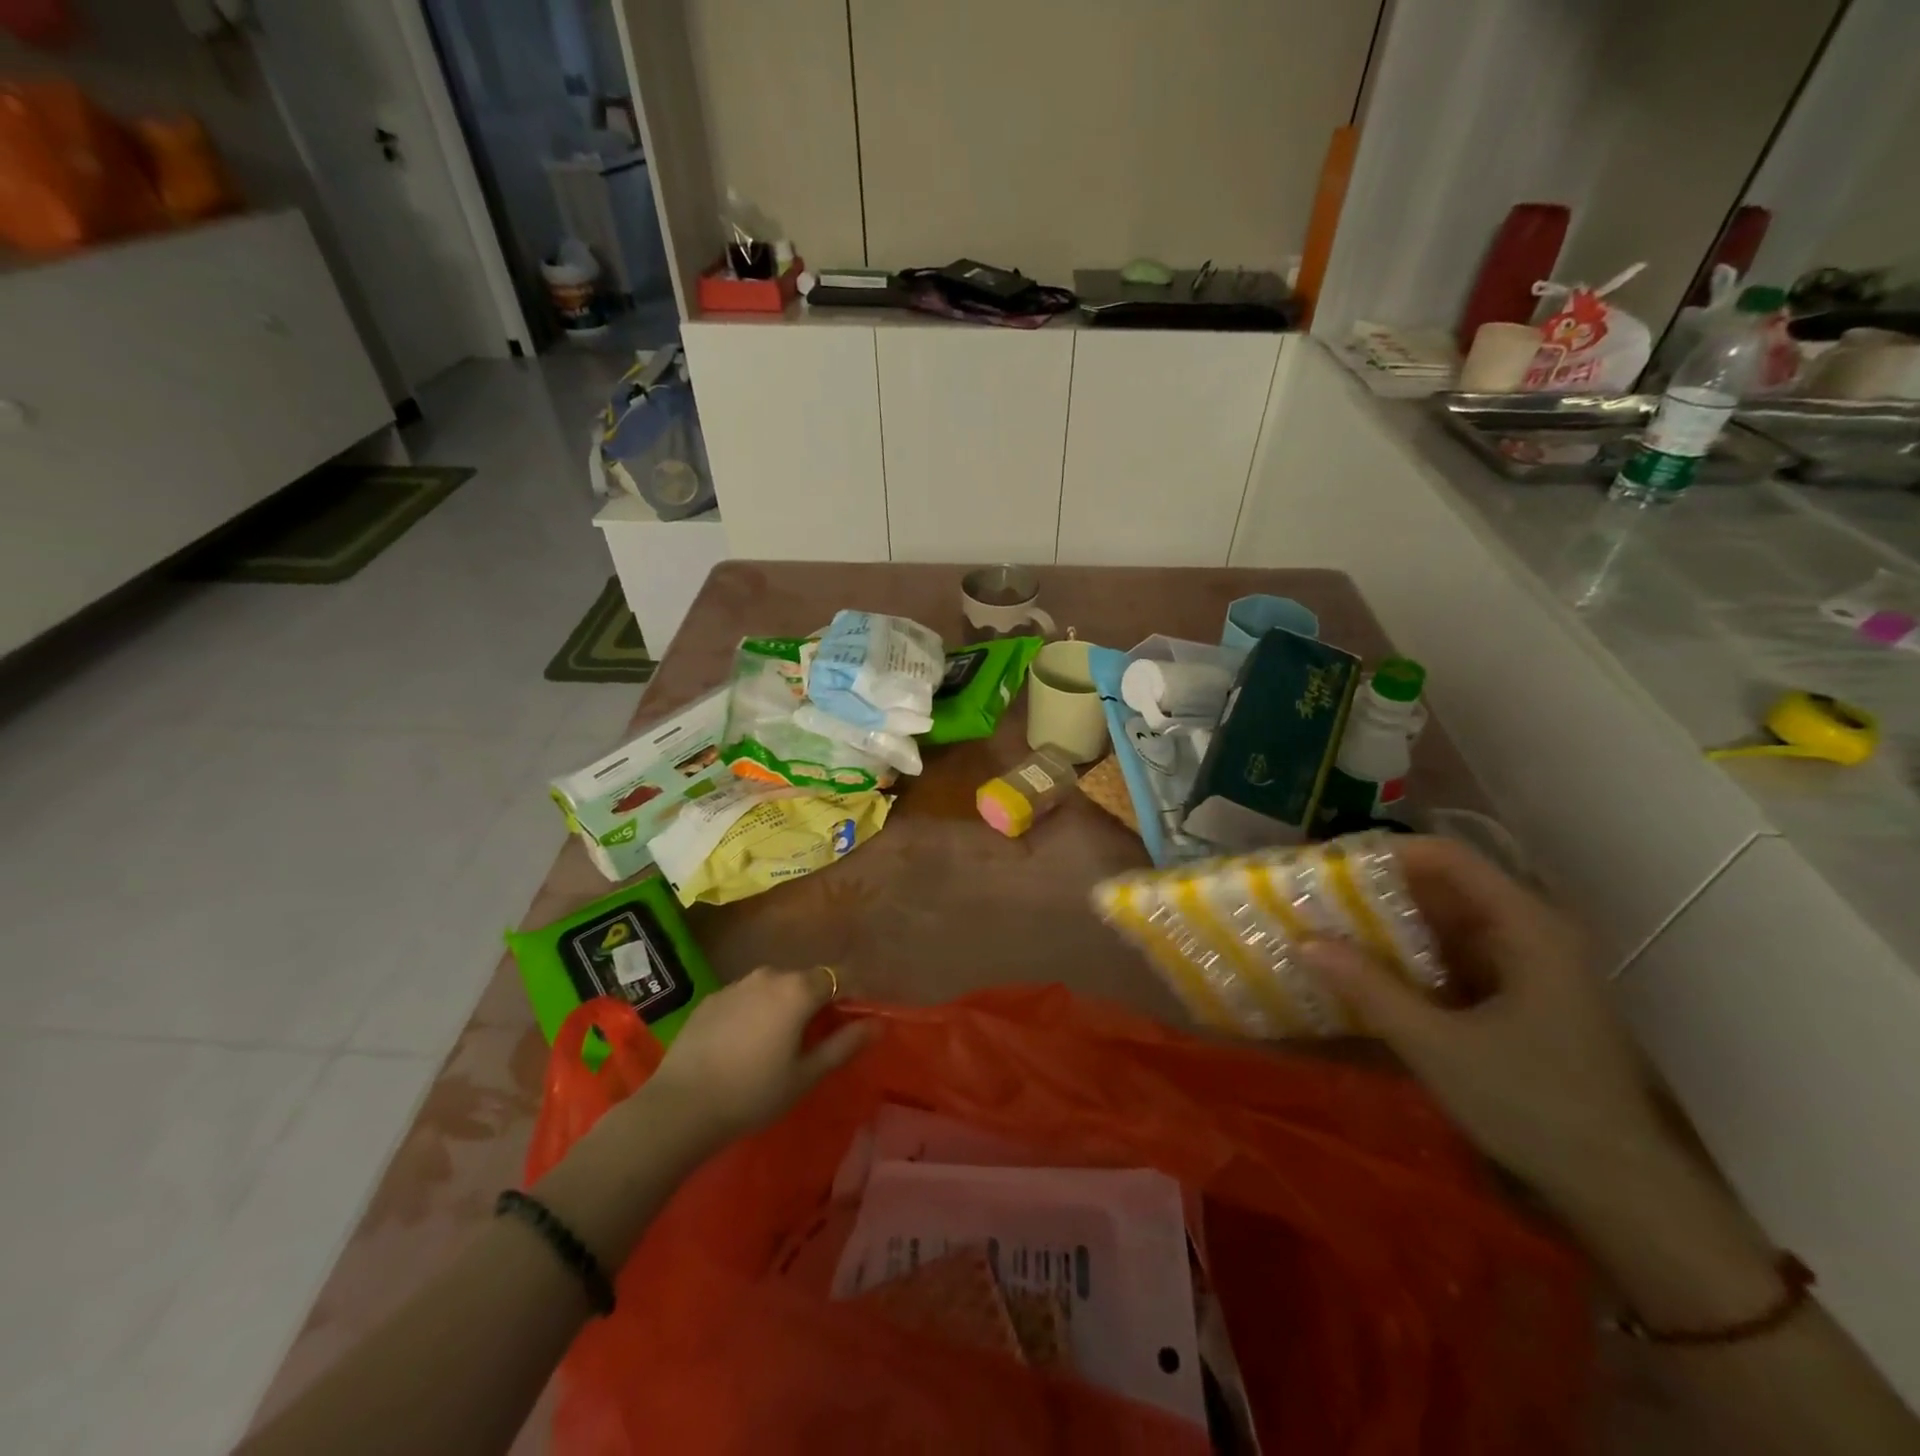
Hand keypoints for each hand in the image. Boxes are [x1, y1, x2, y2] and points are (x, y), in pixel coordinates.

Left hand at [647, 967, 875, 1142]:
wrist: (680, 1106)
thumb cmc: (753, 1093)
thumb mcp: (805, 1075)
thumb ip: (844, 1044)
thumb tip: (878, 1024)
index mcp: (798, 990)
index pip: (838, 977)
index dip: (850, 995)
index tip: (851, 1021)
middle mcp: (769, 976)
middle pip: (805, 980)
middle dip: (816, 1002)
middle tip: (814, 1039)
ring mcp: (736, 984)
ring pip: (774, 988)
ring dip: (783, 1006)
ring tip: (777, 1043)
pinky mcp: (711, 998)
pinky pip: (746, 997)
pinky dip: (754, 1011)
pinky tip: (743, 1044)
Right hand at [1300, 837, 1669, 1206]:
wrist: (1624, 1195)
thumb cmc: (1536, 1107)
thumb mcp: (1439, 1047)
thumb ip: (1370, 989)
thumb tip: (1303, 940)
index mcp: (1527, 929)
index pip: (1449, 858)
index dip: (1386, 853)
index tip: (1329, 866)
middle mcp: (1531, 934)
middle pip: (1445, 887)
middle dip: (1378, 890)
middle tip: (1317, 898)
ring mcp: (1527, 968)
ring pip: (1446, 924)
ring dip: (1390, 925)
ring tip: (1329, 929)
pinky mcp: (1518, 998)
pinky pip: (1453, 957)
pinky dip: (1410, 958)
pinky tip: (1369, 972)